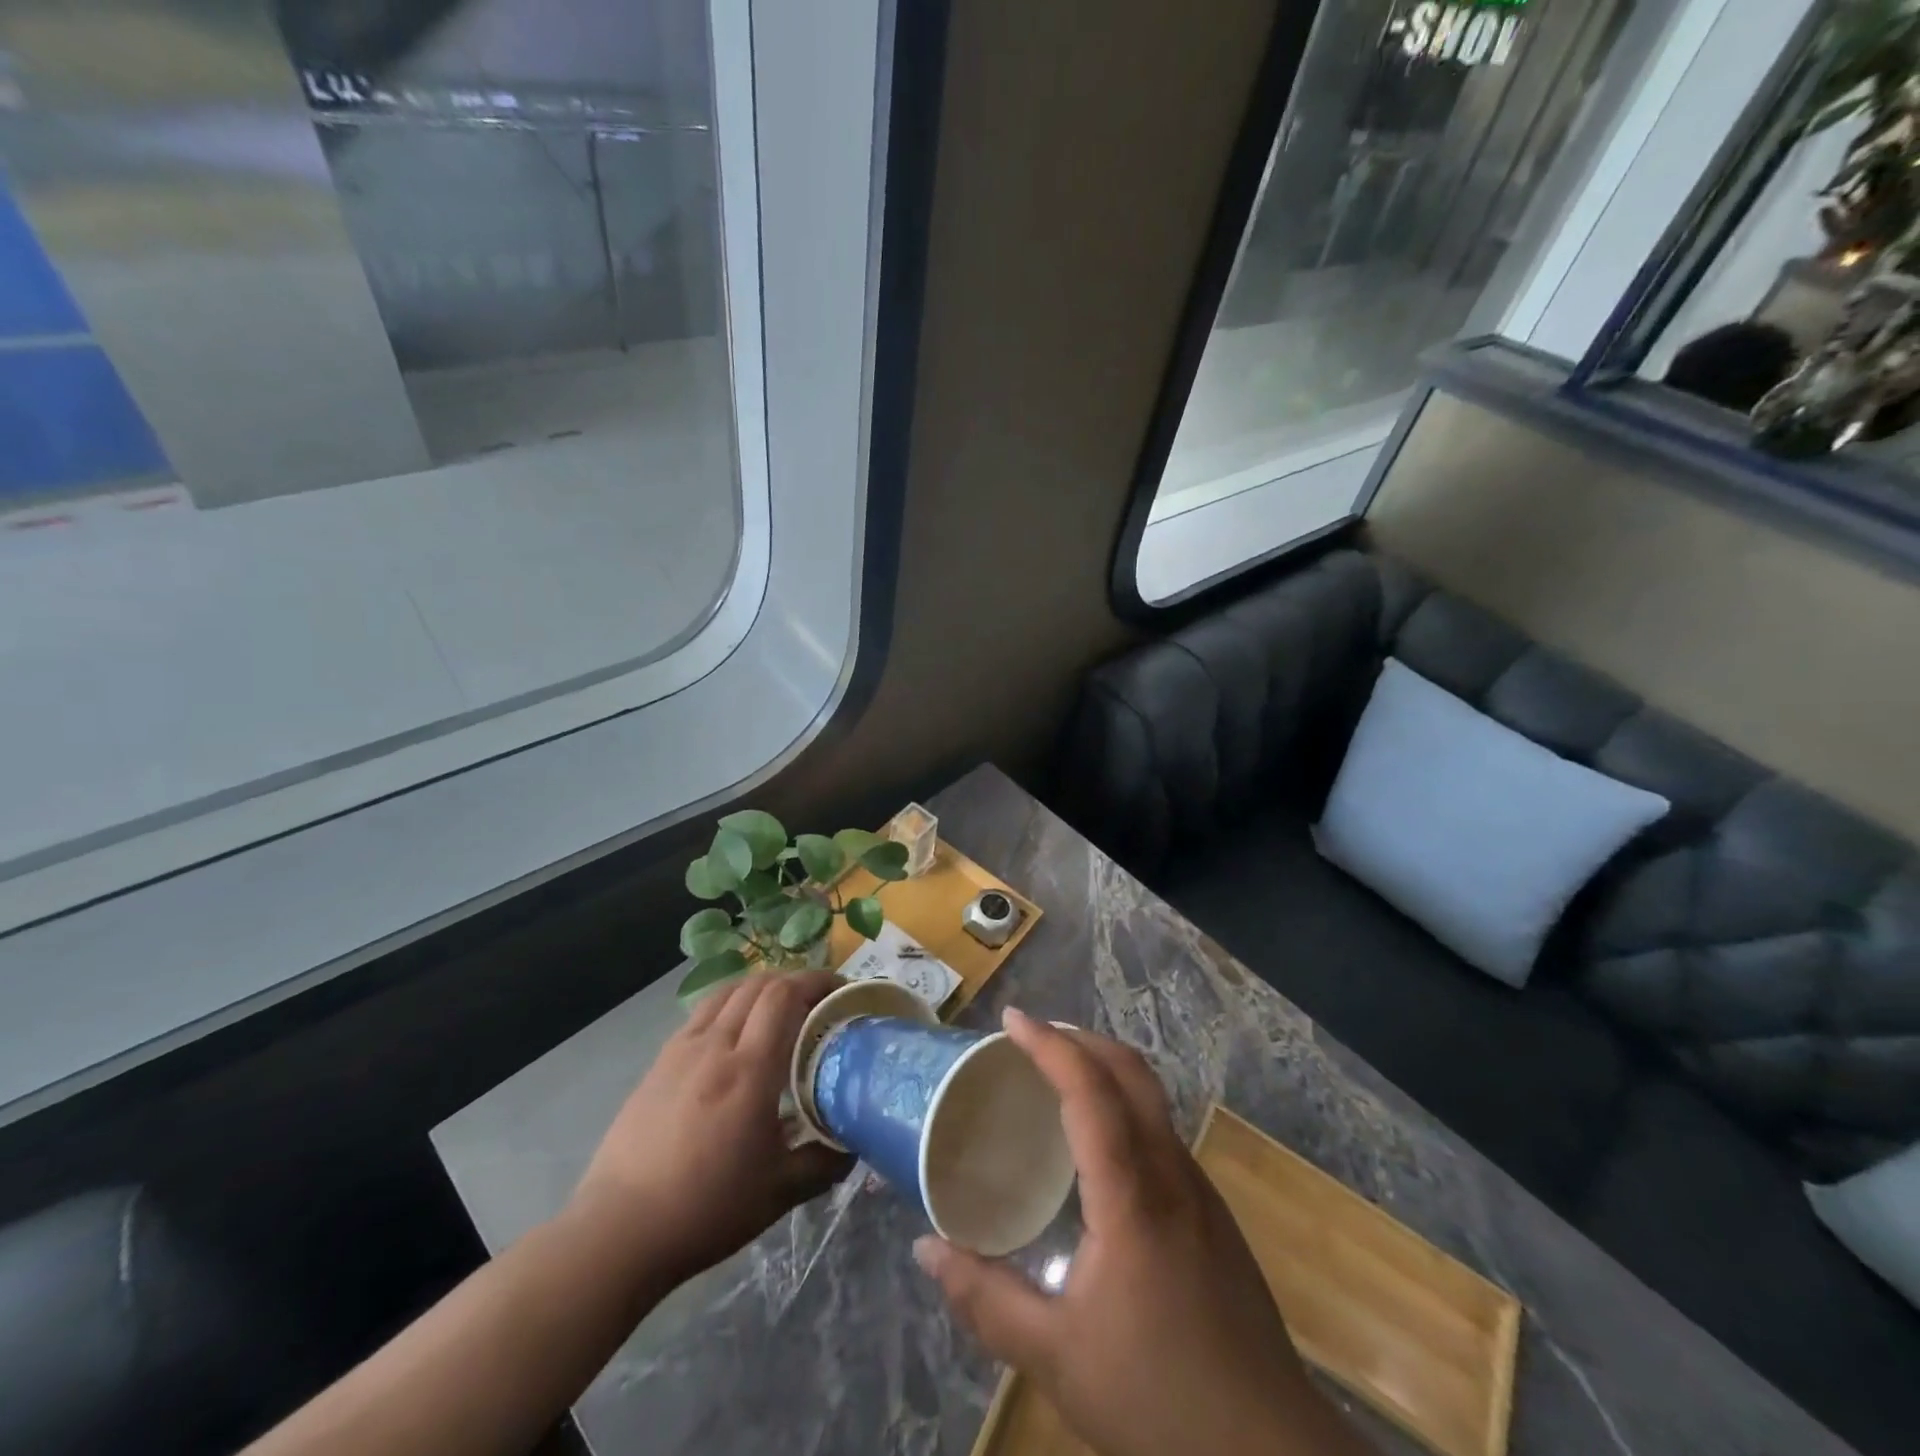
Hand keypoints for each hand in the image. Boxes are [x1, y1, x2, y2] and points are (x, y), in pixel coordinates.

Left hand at [571, 971, 851, 1288]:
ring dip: (760, 988)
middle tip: (818, 1000)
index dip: (816, 981)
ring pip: (726, 992)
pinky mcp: (658, 1064)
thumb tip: (854, 1145)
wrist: (619, 1231)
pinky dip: (729, 1006)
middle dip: (794, 980)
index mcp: (749, 1069)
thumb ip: (823, 1162)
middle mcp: (715, 1046)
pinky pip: (702, 1014)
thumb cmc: (706, 1208)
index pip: (784, 995)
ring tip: (779, 1008)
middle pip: (758, 985)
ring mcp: (681, 1050)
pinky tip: (734, 1036)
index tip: (841, 990)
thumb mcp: (779, 1192)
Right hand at [914, 1009, 1365, 1455]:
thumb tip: (924, 1249)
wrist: (1271, 1455)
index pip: (1089, 1090)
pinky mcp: (1212, 1212)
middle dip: (1079, 1039)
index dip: (1049, 1045)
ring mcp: (1199, 1189)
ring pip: (1151, 1096)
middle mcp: (1170, 1172)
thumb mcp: (1057, 1357)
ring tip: (1056, 1077)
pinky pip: (1161, 1129)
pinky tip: (1099, 1145)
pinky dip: (1123, 1104)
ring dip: (1104, 1067)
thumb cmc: (1159, 1399)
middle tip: (1030, 1037)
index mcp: (1131, 1194)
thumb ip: (986, 1300)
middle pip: (1130, 1071)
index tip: (1010, 1019)